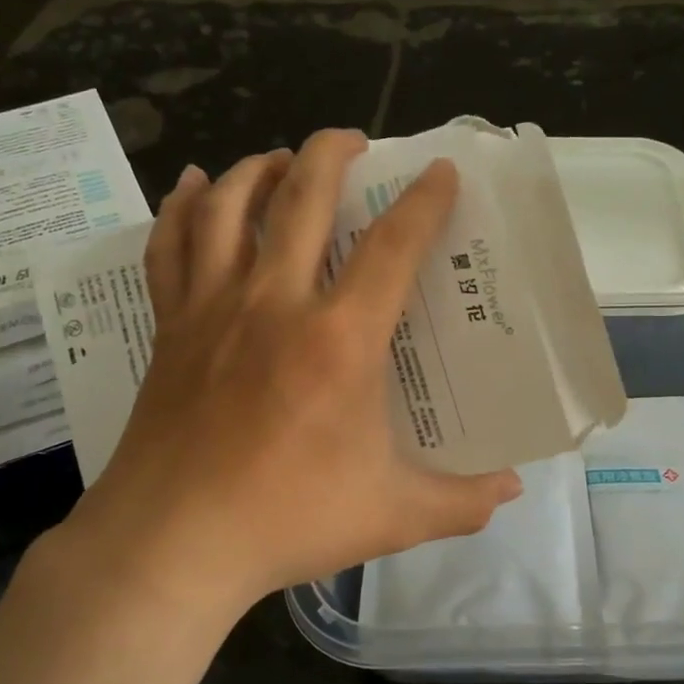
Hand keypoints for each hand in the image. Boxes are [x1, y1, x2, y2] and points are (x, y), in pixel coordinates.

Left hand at [57, 129, 520, 610]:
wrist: (172, 543)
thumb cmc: (287, 521)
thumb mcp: (393, 516)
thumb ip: (461, 501)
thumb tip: (512, 491)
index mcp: (340, 340)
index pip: (393, 247)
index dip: (423, 201)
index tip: (439, 170)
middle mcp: (275, 304)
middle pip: (303, 198)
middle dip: (332, 152)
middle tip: (354, 140)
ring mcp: (214, 309)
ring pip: (231, 207)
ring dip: (259, 167)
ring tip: (282, 158)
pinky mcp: (171, 327)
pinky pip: (171, 247)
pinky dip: (183, 207)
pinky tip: (196, 185)